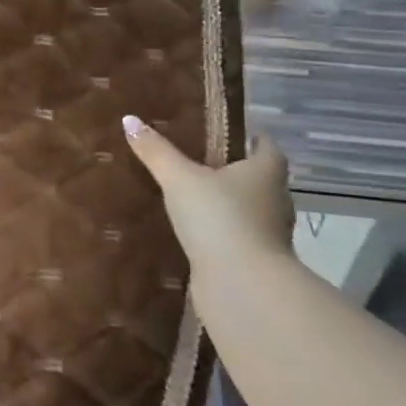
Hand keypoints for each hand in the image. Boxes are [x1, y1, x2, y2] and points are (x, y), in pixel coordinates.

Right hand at [122, 116, 295, 272]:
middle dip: (236, 171)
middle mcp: (276, 200)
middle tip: (201, 161)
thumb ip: (156, 151)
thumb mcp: (179, 178)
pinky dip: (223, 233)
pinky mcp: (257, 262)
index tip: (229, 133)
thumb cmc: (219, 218)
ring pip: (250, 210)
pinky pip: (238, 238)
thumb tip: (129, 119)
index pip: (266, 146)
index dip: (250, 137)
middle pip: (260, 178)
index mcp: (266, 172)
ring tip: (194, 197)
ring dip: (230, 204)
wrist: (243, 286)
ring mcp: (270, 234)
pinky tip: (197, 233)